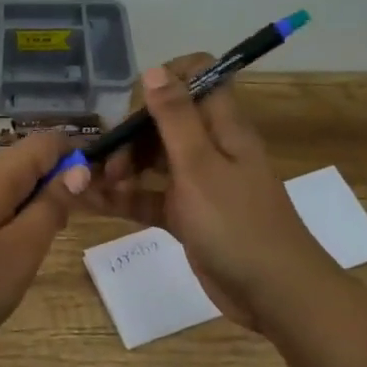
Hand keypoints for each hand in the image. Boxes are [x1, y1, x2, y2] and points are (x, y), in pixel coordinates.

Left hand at [0, 131, 90, 366]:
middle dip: (56, 184)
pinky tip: (14, 258)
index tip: (98, 191)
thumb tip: (76, 170)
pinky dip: (12, 225)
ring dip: (34, 208)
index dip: (76, 157)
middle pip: (26, 164)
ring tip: (46, 245)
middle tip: (75, 225)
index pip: (46, 143)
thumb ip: (51, 207)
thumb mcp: (22, 249)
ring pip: (9, 191)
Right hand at [78, 54, 330, 331]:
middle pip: (163, 122)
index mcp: (222, 126)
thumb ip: (175, 118)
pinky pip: (149, 197)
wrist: (276, 296)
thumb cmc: (238, 224)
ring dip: (121, 167)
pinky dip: (124, 198)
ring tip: (91, 186)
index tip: (135, 103)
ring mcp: (198, 183)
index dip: (166, 79)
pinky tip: (91, 202)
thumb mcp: (200, 166)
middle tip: (106, 162)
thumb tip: (153, 70)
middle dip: (129, 134)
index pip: (198, 77)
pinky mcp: (187, 216)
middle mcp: (210, 147)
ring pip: (152, 160)